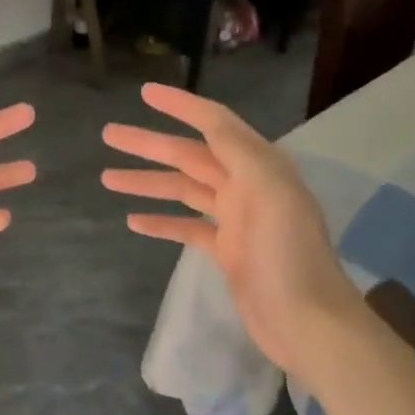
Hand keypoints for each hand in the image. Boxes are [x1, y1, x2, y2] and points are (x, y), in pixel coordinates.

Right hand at [102, 83, 363, 373]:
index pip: (214, 123)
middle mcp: (247, 185)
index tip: (144, 92)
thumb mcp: (268, 190)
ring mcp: (236, 219)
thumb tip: (208, 119)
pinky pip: (187, 226)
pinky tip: (133, 220)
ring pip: (183, 190)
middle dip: (149, 144)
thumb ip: (237, 150)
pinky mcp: (227, 250)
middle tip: (109, 134)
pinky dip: (162, 221)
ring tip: (107, 178)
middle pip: (189, 155)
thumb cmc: (286, 253)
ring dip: (147, 181)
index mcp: (259, 165)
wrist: (307, 322)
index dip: (180, 105)